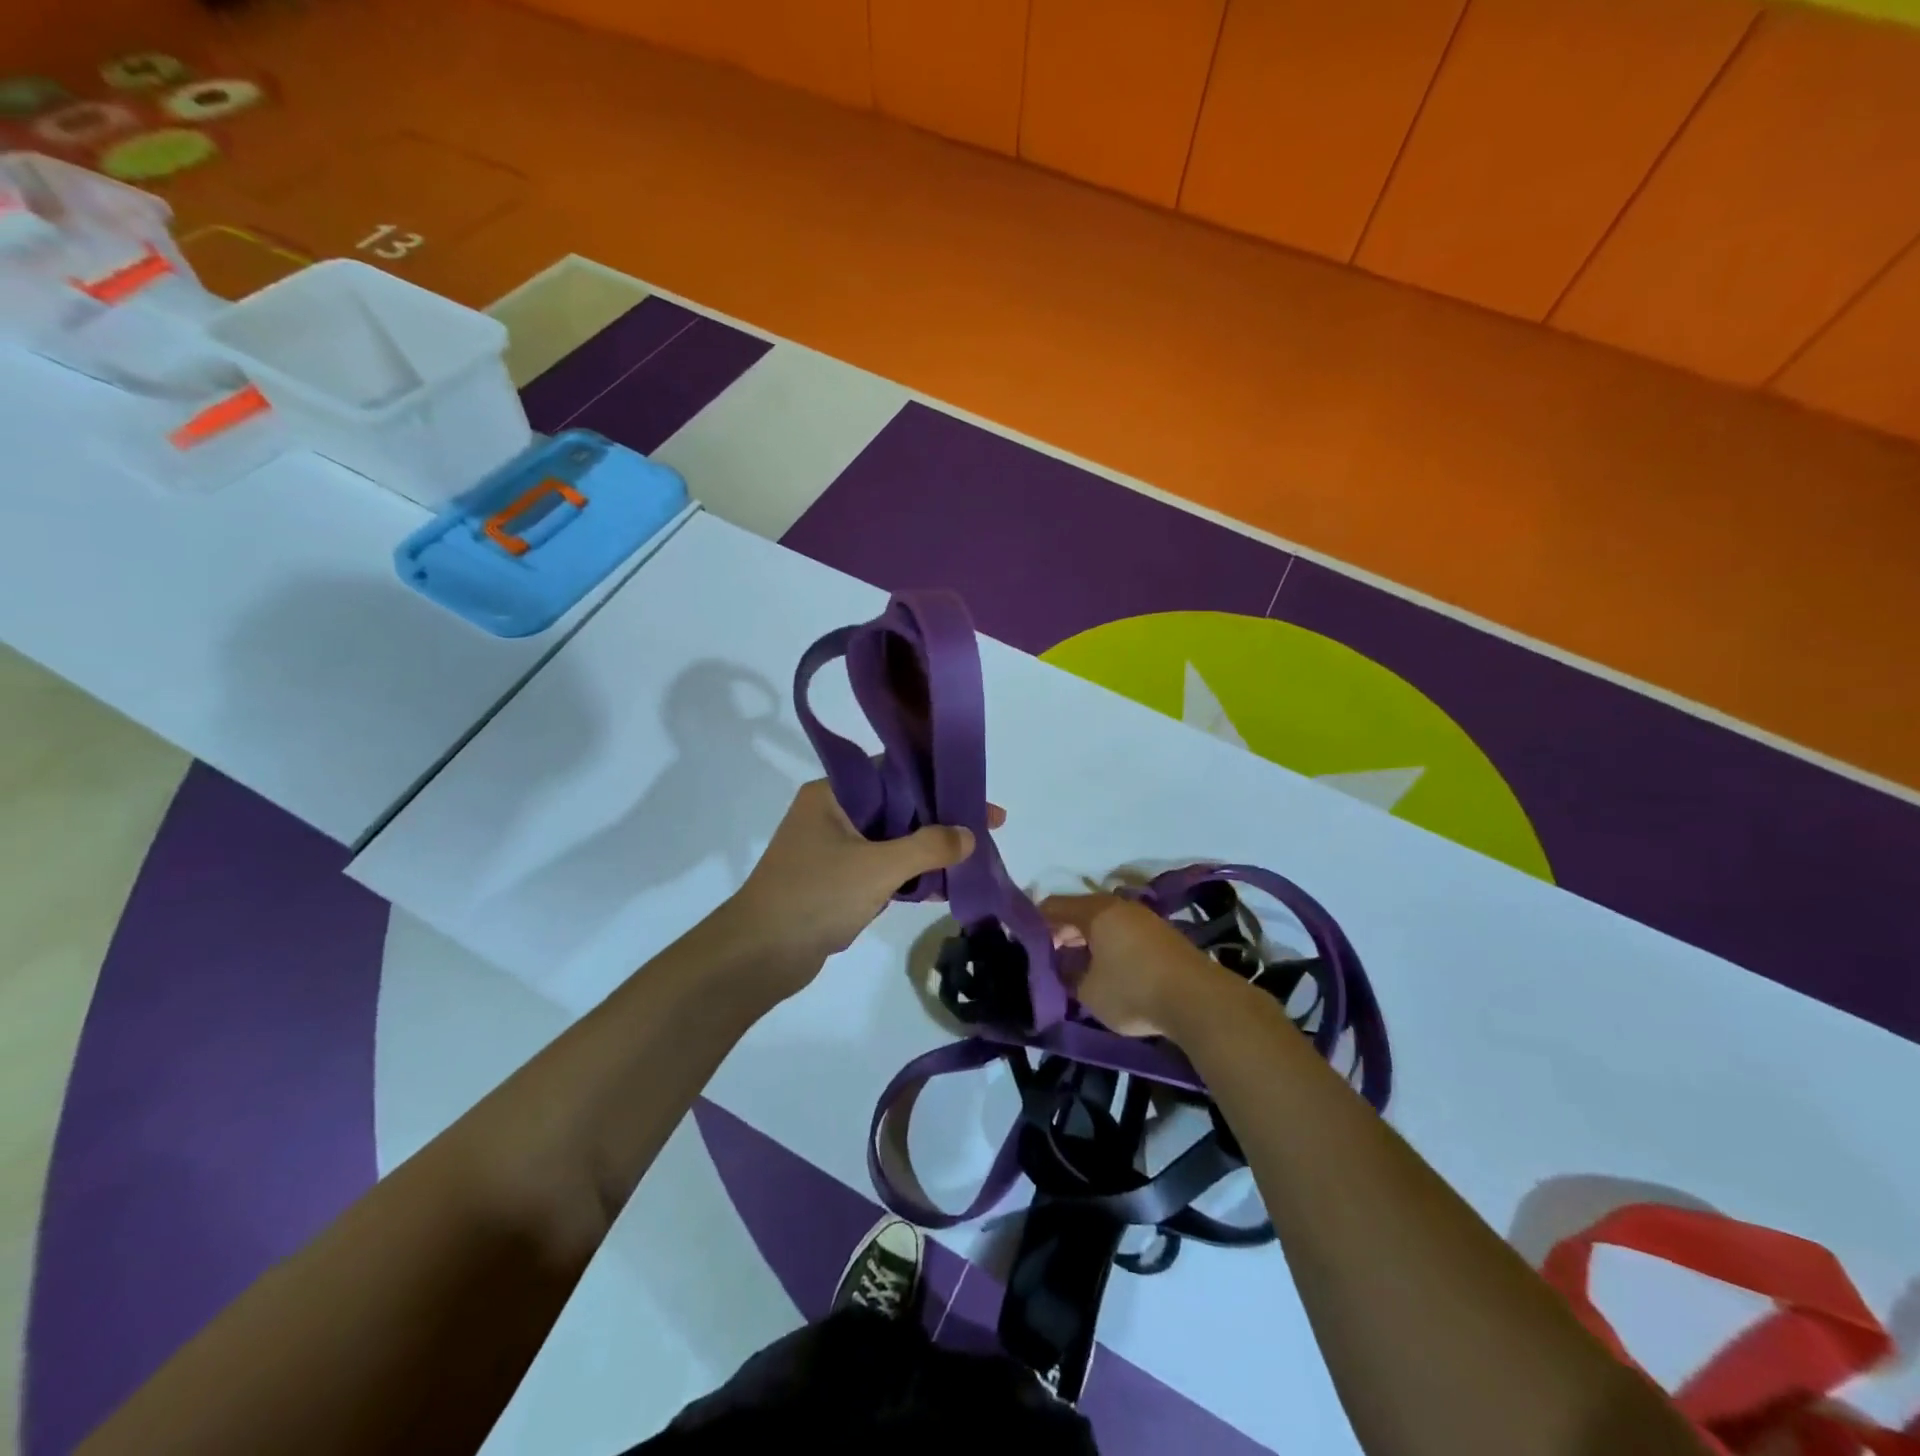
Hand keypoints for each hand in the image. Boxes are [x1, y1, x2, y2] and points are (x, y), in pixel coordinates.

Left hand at [726, 779, 1001, 994]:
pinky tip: (941, 887)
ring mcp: (832, 848)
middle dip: (939, 818)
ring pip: (891, 839)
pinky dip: (908, 874)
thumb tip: (970, 834)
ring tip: (972, 858)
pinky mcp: (835, 880)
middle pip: (897, 806)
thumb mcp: (878, 867)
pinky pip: (880, 867)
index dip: (938, 781)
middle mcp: (832, 813)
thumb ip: (928, 847)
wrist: (758, 957)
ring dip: (926, 849)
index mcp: (832, 793)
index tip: (975, 794)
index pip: (893, 772)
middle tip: (986, 828)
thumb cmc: (815, 897)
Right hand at [1041, 892, 1241, 1040]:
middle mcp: (1118, 906)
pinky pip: (1122, 934)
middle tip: (1046, 959)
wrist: (1199, 1000)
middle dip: (1060, 934)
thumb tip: (1060, 966)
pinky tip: (1105, 970)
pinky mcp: (1162, 936)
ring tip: (1074, 967)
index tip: (1023, 944)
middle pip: (1078, 912)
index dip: (1034, 923)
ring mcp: (1143, 919)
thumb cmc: (1133, 990)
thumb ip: (1067, 975)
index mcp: (1095, 911)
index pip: (1052, 906)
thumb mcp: (1088, 991)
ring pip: (1103, 924)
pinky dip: (1107, 946)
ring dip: (1085, 941)